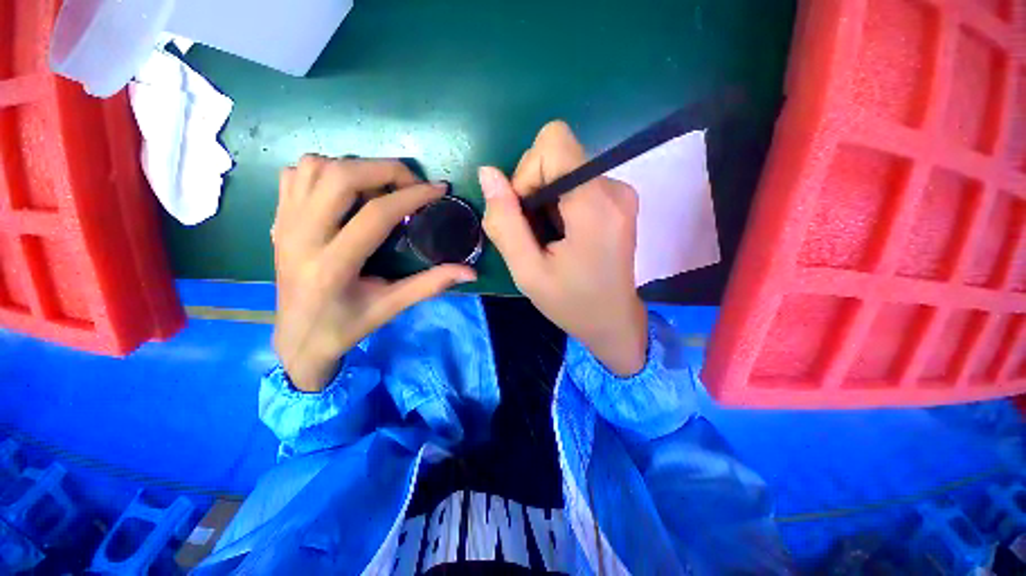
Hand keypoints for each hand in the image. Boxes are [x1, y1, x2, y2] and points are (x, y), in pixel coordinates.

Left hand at [272, 155, 476, 391]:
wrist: (297, 337)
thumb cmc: (346, 326)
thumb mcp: (391, 307)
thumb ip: (431, 285)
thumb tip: (470, 272)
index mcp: (333, 266)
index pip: (376, 214)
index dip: (413, 196)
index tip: (439, 190)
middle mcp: (301, 237)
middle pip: (340, 176)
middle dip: (385, 169)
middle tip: (412, 184)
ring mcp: (284, 224)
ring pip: (315, 167)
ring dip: (355, 168)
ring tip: (381, 187)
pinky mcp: (277, 219)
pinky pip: (296, 174)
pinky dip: (326, 171)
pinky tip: (347, 192)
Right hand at [480, 122, 647, 375]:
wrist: (613, 321)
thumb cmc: (571, 303)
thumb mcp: (527, 271)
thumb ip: (505, 222)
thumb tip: (488, 174)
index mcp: (595, 205)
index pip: (553, 142)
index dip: (527, 171)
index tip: (526, 212)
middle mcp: (614, 188)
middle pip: (557, 154)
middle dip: (534, 189)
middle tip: (536, 233)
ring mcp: (620, 192)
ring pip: (564, 168)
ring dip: (546, 200)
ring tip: (551, 238)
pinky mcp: (619, 198)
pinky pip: (576, 181)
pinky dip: (560, 203)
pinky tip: (564, 234)